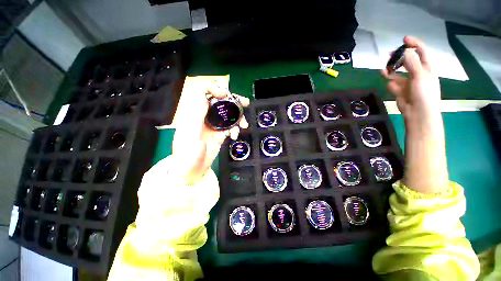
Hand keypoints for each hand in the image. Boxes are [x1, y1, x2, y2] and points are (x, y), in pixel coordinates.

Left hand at [171, 76, 249, 184]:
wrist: (191, 171)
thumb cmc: (187, 152)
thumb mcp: (190, 131)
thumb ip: (198, 111)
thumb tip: (212, 95)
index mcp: (195, 112)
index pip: (203, 92)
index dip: (215, 89)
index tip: (226, 96)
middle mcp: (205, 116)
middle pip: (221, 102)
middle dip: (234, 101)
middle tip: (245, 103)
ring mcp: (214, 126)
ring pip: (229, 115)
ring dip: (238, 118)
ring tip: (243, 125)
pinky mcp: (220, 134)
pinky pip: (231, 127)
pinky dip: (235, 130)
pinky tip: (234, 136)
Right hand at [381, 36, 440, 121]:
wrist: (418, 114)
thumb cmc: (424, 94)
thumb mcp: (420, 76)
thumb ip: (412, 63)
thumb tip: (405, 50)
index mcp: (427, 68)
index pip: (422, 52)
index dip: (414, 44)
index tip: (404, 39)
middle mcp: (418, 74)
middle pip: (408, 62)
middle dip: (399, 58)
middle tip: (389, 55)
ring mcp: (409, 83)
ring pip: (398, 73)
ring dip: (391, 71)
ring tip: (383, 70)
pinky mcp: (401, 91)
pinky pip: (394, 85)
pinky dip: (391, 85)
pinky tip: (390, 86)